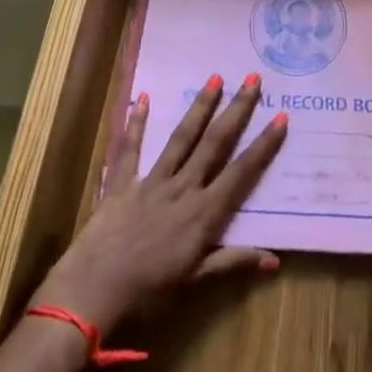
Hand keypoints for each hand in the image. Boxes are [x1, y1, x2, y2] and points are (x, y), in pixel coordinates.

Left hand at [35, 74, 287, 331]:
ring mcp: (151, 182)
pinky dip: (135, 123)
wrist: (90, 294)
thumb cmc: (147, 293)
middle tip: (253, 80)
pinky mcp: (121, 184)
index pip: (242, 172)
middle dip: (236, 110)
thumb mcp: (195, 281)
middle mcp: (182, 188)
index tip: (281, 117)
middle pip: (215, 143)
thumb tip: (275, 260)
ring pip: (181, 138)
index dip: (263, 145)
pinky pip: (130, 149)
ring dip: (200, 107)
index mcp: (204, 213)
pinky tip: (142, 97)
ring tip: (215, 78)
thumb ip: (233, 262)